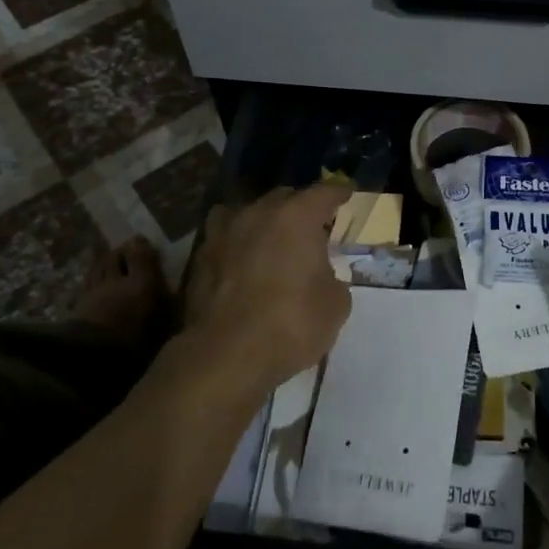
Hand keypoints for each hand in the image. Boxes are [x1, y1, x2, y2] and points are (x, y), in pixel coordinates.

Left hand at [181, 183, 353, 394]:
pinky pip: (226, 238)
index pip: (324, 192)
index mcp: (297, 216)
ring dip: (265, 221)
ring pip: (250, 212)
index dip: (339, 192)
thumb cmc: (291, 324)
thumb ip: (332, 278)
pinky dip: (238, 244)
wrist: (226, 356)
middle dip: (301, 207)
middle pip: (285, 197)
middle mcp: (259, 213)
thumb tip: (321, 276)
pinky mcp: (201, 257)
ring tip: (273, 239)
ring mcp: (225, 232)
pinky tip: (243, 261)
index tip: (347, 193)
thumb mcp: (336, 304)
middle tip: (312, 226)